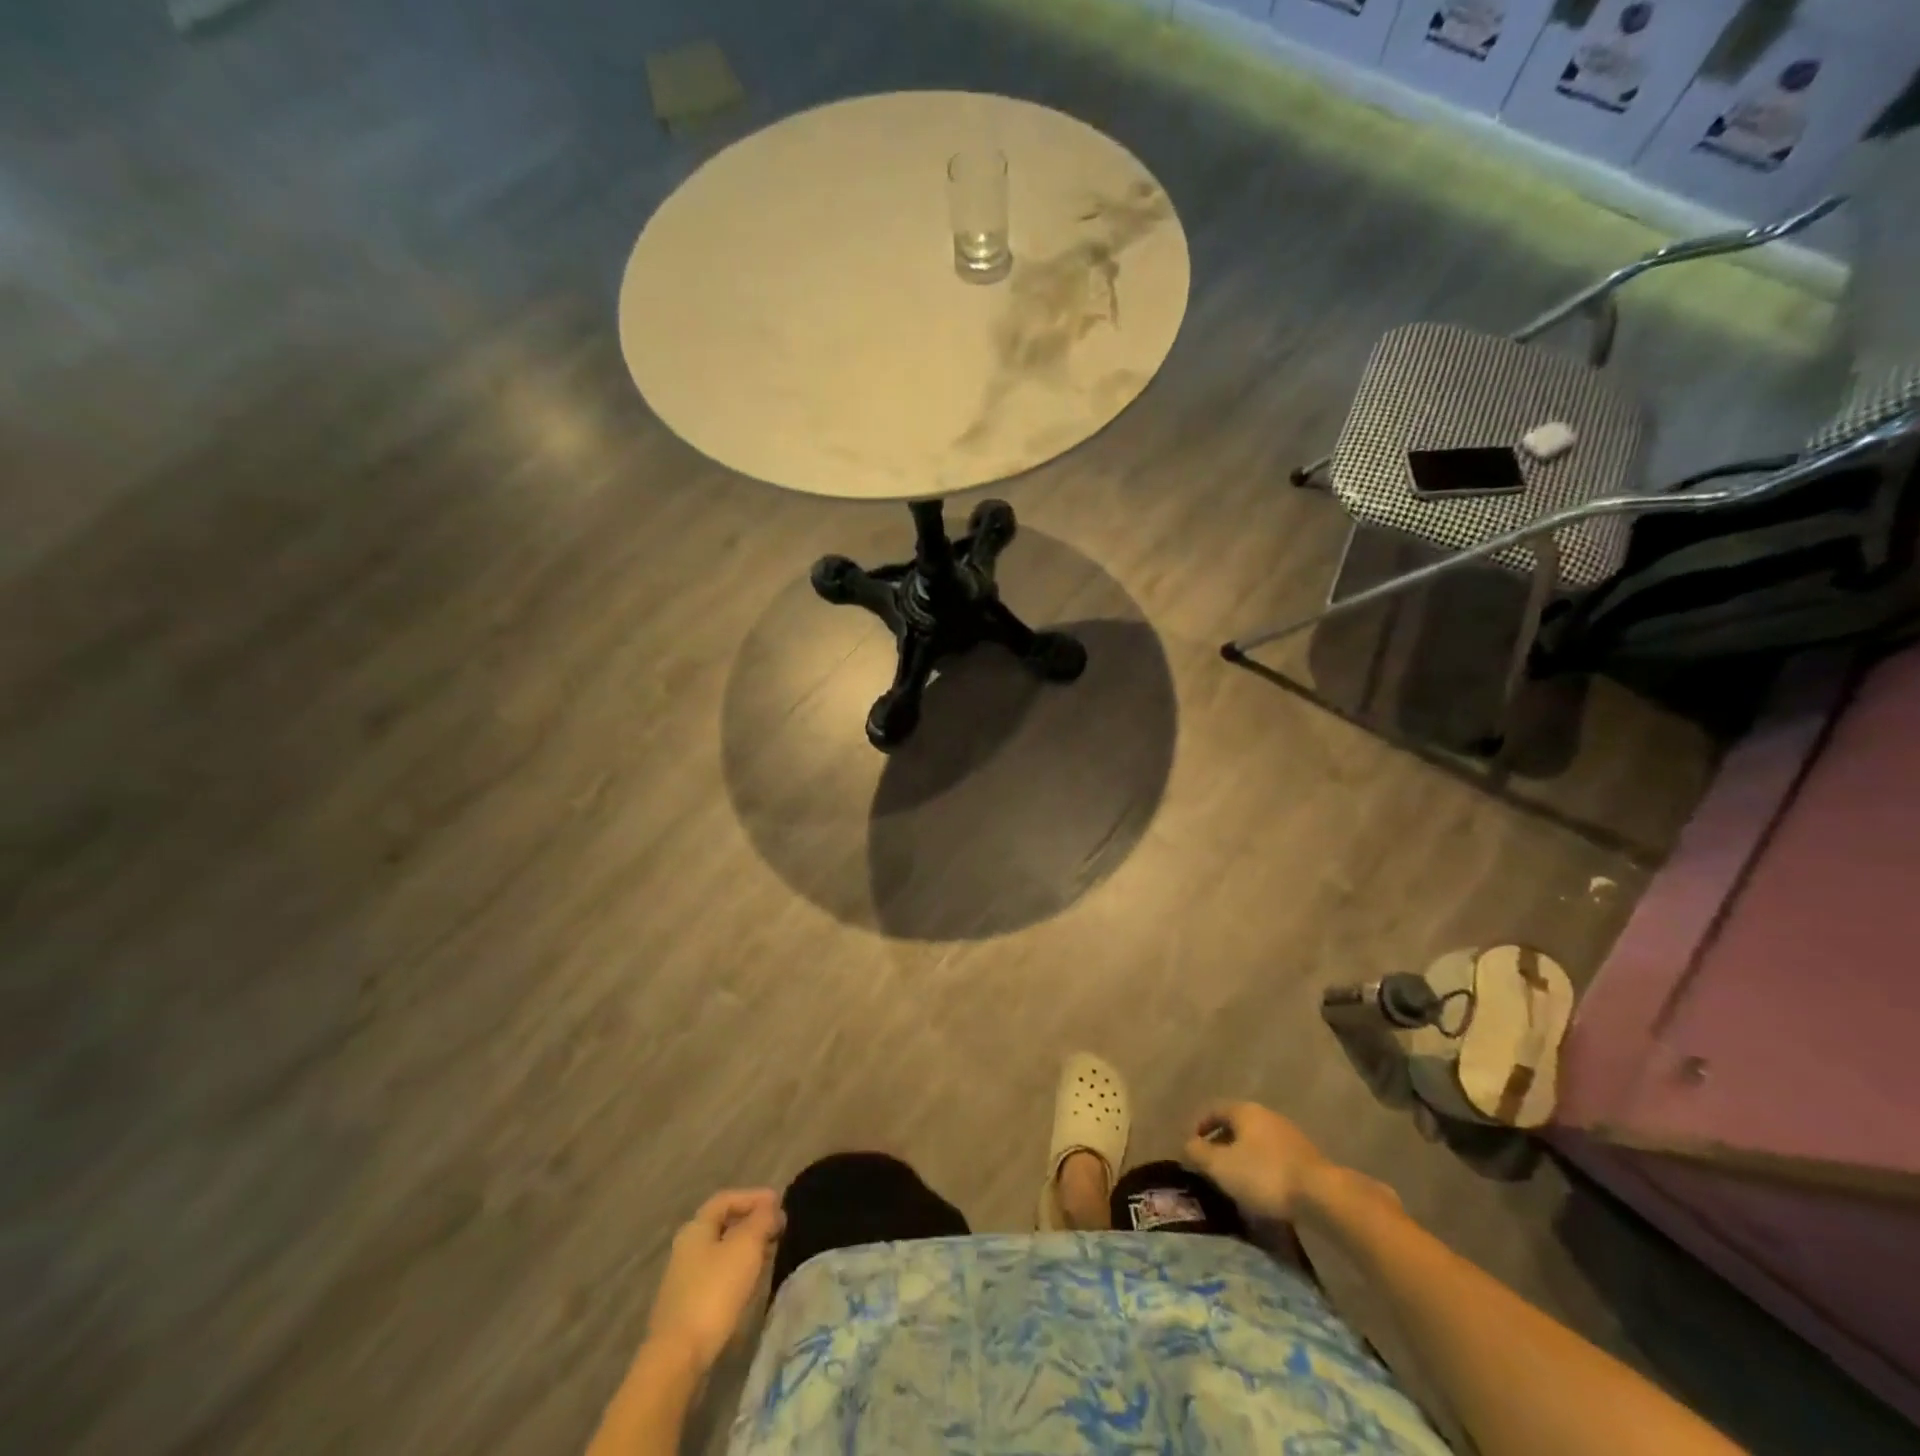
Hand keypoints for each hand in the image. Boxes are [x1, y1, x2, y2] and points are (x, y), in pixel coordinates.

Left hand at [645, 1189, 784, 1373]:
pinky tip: (752, 1281)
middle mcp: (686, 1248)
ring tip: (771, 1253)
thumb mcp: (746, 1247)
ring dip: (747, 1247)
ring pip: (722, 1251)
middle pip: (723, 1225)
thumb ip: (762, 1220)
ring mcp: (684, 1279)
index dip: (753, 1196)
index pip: (726, 1199)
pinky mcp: (688, 1306)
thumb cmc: (714, 1292)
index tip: (779, 1203)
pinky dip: (738, 1269)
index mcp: (696, 1228)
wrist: (678, 1357)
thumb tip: (771, 1208)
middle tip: (778, 1228)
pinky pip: (718, 1275)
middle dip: (752, 1222)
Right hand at [1183, 1102, 1330, 1221]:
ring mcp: (1289, 1135)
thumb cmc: (1264, 1174)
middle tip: (1210, 1167)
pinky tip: (1260, 1190)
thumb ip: (1198, 1153)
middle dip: (1220, 1144)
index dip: (1198, 1126)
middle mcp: (1266, 1115)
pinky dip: (1261, 1169)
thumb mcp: (1221, 1166)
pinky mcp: (1305, 1158)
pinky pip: (1273, 1157)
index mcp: (1245, 1110)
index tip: (1190, 1148)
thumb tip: (1186, 1145)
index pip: (1213, 1109)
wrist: (1321, 1196)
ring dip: (1241, 1158)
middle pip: (1235, 1125)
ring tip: (1234, 1182)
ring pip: (1255, 1142)